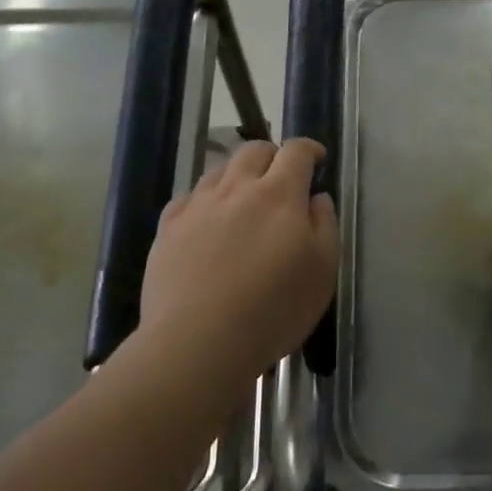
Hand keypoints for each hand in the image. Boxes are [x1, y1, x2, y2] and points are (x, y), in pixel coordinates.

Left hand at [139, 138, 338, 378]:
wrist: (198, 342)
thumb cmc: (274, 309)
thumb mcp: (323, 270)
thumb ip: (324, 224)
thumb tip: (316, 197)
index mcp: (279, 194)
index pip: (295, 152)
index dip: (309, 148)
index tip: (317, 159)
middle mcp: (236, 188)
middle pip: (254, 151)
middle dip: (273, 156)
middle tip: (282, 178)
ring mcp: (197, 206)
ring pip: (219, 170)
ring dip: (238, 175)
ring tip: (244, 200)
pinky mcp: (167, 228)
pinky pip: (188, 198)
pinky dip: (205, 200)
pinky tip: (208, 221)